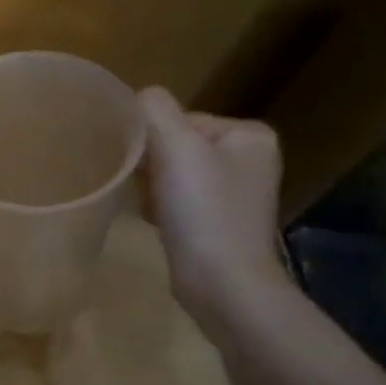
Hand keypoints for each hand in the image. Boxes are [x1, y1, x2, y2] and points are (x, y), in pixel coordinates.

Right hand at [141, 86, 289, 318]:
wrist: (223, 285)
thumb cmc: (204, 211)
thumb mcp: (176, 147)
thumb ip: (153, 110)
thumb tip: (136, 99)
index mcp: (249, 135)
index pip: (181, 119)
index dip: (153, 139)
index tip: (144, 166)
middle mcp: (249, 159)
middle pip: (175, 145)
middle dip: (151, 164)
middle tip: (140, 186)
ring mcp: (235, 193)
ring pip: (172, 173)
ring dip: (151, 186)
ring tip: (146, 206)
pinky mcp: (218, 222)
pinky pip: (177, 199)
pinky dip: (159, 206)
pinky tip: (154, 221)